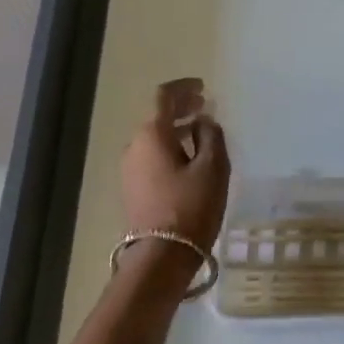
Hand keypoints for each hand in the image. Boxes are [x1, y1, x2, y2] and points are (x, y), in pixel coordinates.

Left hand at [121, 78, 229, 254]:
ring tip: (201, 134)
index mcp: (152, 134)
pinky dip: (169, 148)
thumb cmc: (191, 207)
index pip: (164, 97)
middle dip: (181, 108)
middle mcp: (134, 145)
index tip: (202, 87)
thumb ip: (212, 136)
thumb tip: (203, 121)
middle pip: (157, 116)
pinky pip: (152, 156)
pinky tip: (188, 160)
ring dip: (176, 130)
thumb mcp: (213, 168)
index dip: (184, 88)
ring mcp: (129, 168)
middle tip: (204, 107)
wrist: (161, 256)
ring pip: (154, 138)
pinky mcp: (132, 188)